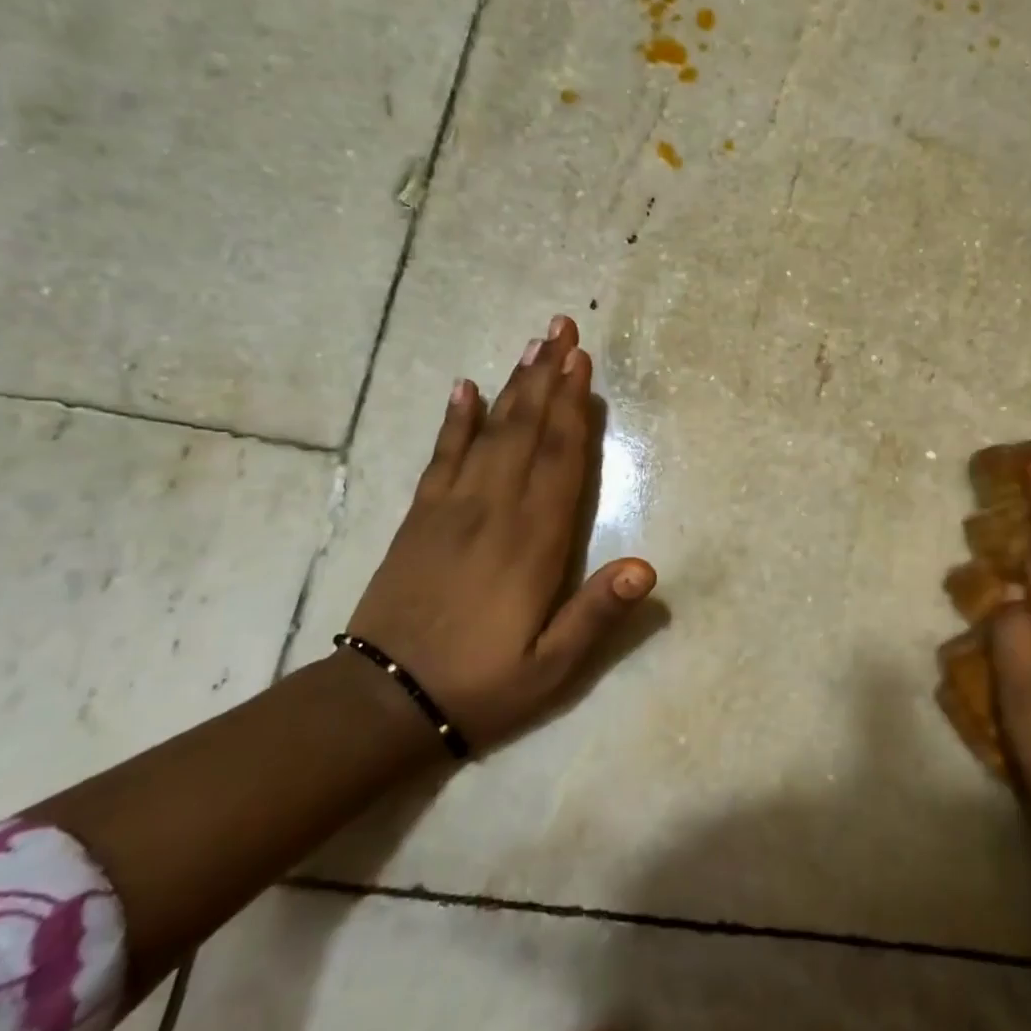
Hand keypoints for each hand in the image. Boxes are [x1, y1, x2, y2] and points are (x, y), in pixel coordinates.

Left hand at [345, 315, 654, 754]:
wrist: (383, 701)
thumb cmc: (481, 685)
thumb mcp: (552, 667)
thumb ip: (597, 614)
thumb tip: (647, 567)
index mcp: (532, 542)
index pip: (560, 461)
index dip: (574, 408)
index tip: (582, 362)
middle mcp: (494, 511)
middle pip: (526, 431)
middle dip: (546, 377)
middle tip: (561, 328)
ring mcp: (451, 509)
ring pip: (489, 433)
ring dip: (512, 386)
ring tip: (531, 345)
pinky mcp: (420, 517)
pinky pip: (441, 457)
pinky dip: (455, 420)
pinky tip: (464, 388)